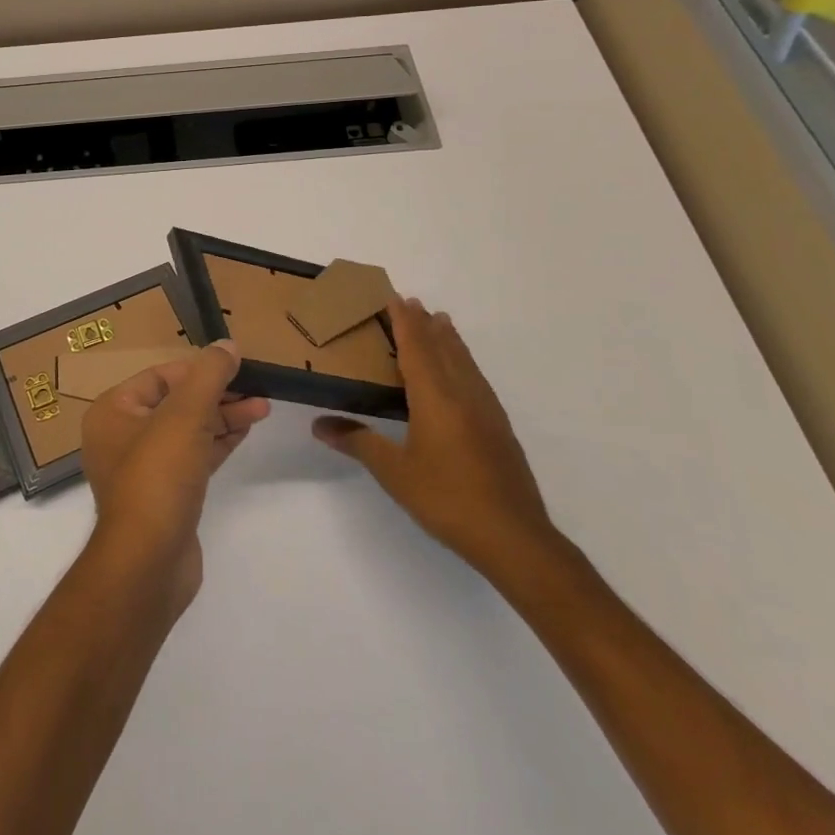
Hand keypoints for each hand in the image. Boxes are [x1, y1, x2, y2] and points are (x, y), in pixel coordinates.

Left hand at [80, 341, 270, 617]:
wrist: (148, 564)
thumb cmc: (158, 476)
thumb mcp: (185, 415)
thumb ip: (208, 375)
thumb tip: (227, 344)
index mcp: (113, 411)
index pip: (160, 376)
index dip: (199, 369)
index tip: (235, 365)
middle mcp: (122, 436)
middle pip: (176, 402)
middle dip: (217, 393)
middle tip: (256, 388)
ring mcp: (144, 469)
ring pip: (188, 430)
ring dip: (223, 417)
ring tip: (262, 407)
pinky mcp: (166, 496)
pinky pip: (193, 457)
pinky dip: (218, 442)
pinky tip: (246, 432)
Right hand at [313, 298, 557, 579]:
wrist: (514, 537)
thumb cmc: (447, 499)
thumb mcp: (395, 473)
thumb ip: (359, 443)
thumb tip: (320, 424)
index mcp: (435, 397)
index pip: (417, 347)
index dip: (405, 321)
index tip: (395, 297)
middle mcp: (463, 394)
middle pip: (443, 347)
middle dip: (426, 323)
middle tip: (412, 301)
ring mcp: (486, 410)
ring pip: (465, 361)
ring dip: (449, 338)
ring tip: (440, 321)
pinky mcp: (500, 428)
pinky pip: (477, 378)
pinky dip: (464, 361)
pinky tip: (464, 372)